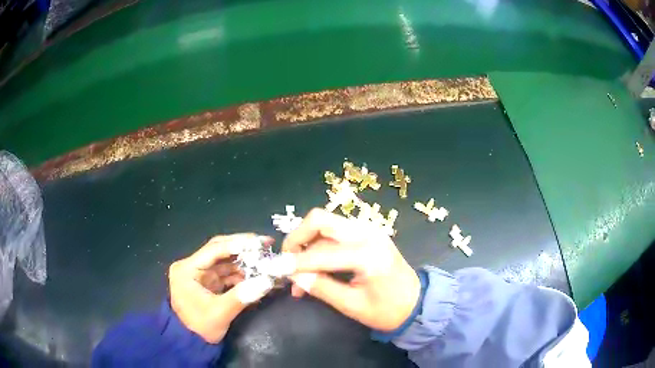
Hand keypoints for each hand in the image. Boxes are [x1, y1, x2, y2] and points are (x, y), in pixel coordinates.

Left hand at [168, 234, 274, 342]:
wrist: (191, 343)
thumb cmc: (199, 327)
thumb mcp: (219, 313)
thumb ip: (242, 296)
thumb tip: (267, 281)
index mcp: (187, 269)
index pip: (214, 249)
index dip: (238, 244)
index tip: (260, 242)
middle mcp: (192, 266)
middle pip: (220, 251)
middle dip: (243, 248)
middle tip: (265, 244)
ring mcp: (201, 274)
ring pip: (226, 261)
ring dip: (245, 262)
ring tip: (266, 261)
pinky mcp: (209, 283)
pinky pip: (228, 274)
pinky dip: (242, 274)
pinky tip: (258, 276)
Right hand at [282, 209, 420, 331]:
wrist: (417, 302)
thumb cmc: (388, 310)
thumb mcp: (352, 305)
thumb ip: (321, 288)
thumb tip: (292, 276)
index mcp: (367, 254)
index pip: (320, 252)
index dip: (294, 262)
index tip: (275, 270)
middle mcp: (367, 233)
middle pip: (320, 220)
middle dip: (297, 238)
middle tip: (287, 262)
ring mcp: (368, 229)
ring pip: (325, 224)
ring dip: (306, 243)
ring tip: (299, 272)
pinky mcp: (367, 233)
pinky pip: (334, 232)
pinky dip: (318, 245)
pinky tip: (314, 267)